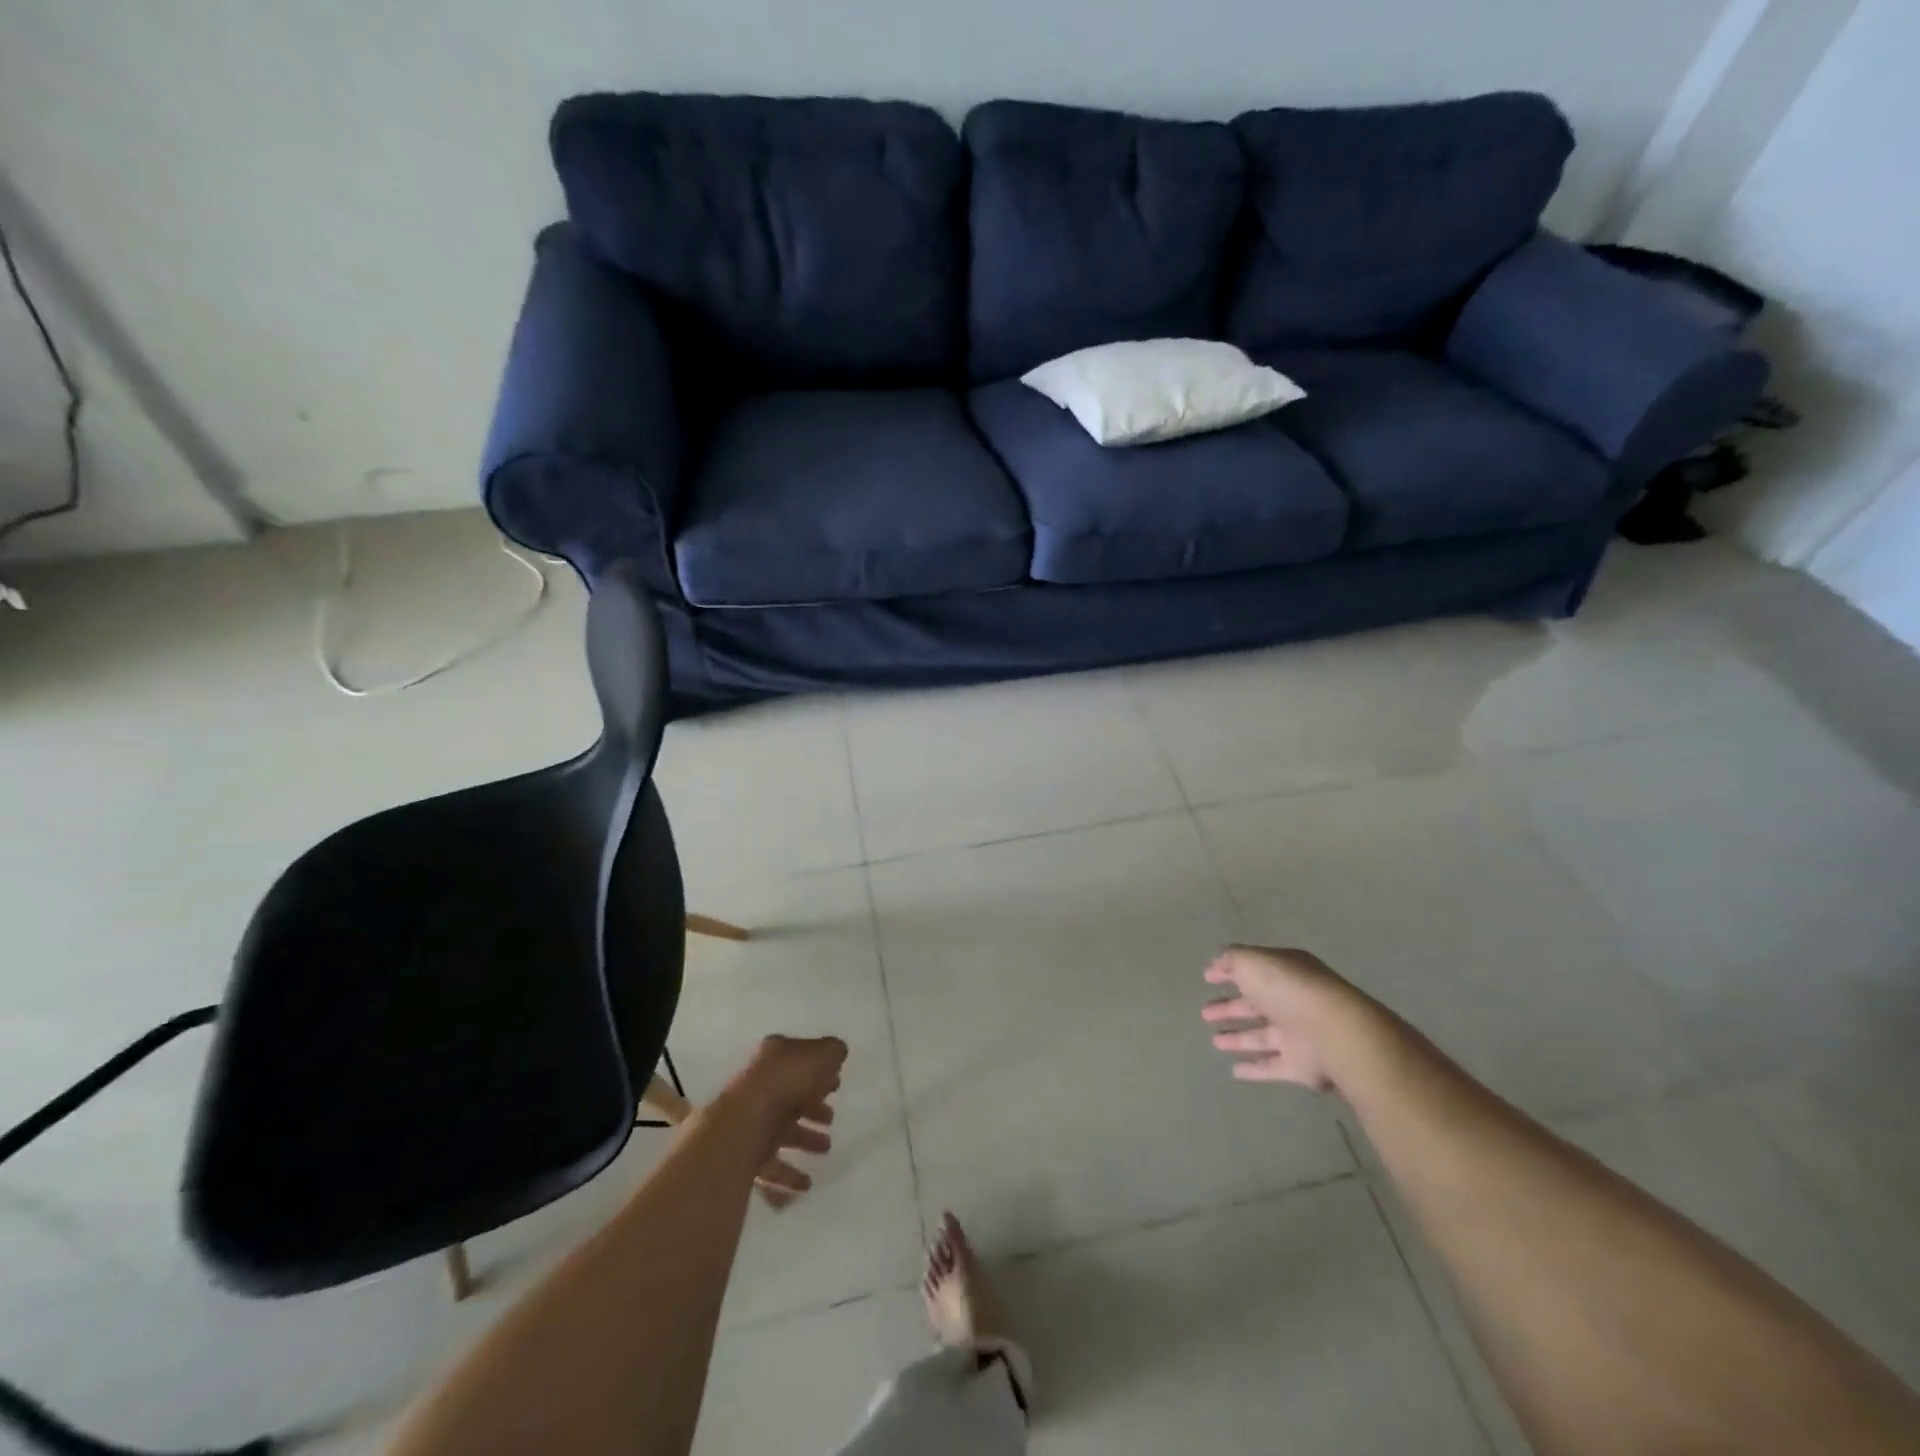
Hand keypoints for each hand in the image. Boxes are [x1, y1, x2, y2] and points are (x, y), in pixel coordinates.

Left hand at [723, 1035, 847, 1207]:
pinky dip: (787, 1176)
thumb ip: (833, 1052)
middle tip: (831, 1119)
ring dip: (804, 1139)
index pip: (798, 1060)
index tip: (836, 1085)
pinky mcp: (743, 1153)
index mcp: (773, 1057)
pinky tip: (805, 1184)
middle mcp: (758, 1085)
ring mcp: (749, 1120)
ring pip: (780, 1130)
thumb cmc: (786, 1082)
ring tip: (826, 1149)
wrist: (744, 1124)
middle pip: (789, 1096)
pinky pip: (769, 1165)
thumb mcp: (822, 1055)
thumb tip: (837, 1052)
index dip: (818, 1071)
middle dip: (812, 1108)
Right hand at [1201, 945, 1368, 1090]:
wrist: (1333, 1033)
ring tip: (1214, 1041)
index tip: (1207, 978)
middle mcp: (1292, 1002)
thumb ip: (1232, 960)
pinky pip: (1272, 1067)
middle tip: (1205, 1012)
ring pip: (1261, 1036)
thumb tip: (1217, 963)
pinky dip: (1255, 1069)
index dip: (1229, 972)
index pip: (1253, 970)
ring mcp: (1298, 1036)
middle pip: (1255, 1005)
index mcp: (1284, 972)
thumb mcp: (1251, 961)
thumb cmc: (1287, 989)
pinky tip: (1234, 1071)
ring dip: (1238, 1038)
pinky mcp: (1301, 1067)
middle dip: (1230, 1008)